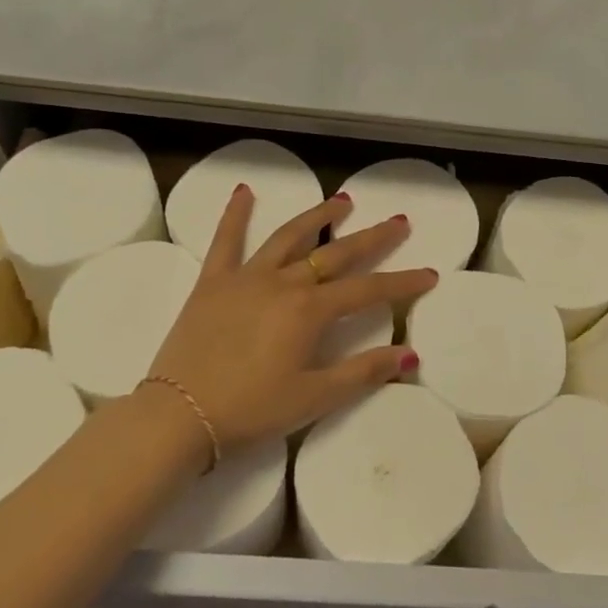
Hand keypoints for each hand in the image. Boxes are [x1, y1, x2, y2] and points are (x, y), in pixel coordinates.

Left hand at [138, 186, 437, 452]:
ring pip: (289, 237)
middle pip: (336, 254)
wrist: (177, 415)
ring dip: (318, 216)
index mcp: (310, 311)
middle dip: (372, 237)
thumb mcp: (313, 398)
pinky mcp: (213, 282)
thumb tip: (410, 354)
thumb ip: (362, 372)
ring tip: (343, 201)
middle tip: (399, 220)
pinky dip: (235, 214)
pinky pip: (226, 241)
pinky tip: (244, 191)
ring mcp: (246, 277)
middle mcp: (283, 282)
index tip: (429, 274)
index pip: (368, 290)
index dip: (402, 283)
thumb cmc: (251, 411)